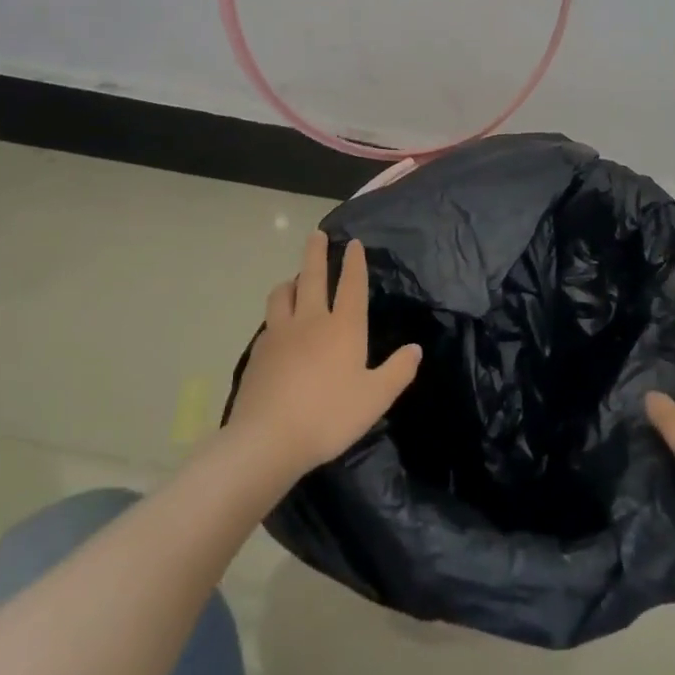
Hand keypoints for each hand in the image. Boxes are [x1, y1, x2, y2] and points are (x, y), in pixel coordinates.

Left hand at [229, 231, 421, 480]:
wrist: (267, 439)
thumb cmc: (329, 416)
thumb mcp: (375, 399)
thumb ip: (397, 371)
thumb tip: (416, 349)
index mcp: (343, 327)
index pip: (351, 284)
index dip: (354, 262)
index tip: (353, 243)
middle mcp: (311, 320)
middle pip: (312, 276)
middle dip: (316, 253)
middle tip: (317, 234)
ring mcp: (279, 334)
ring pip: (283, 294)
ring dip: (291, 281)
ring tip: (294, 279)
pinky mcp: (258, 352)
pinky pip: (269, 321)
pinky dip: (276, 313)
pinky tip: (277, 325)